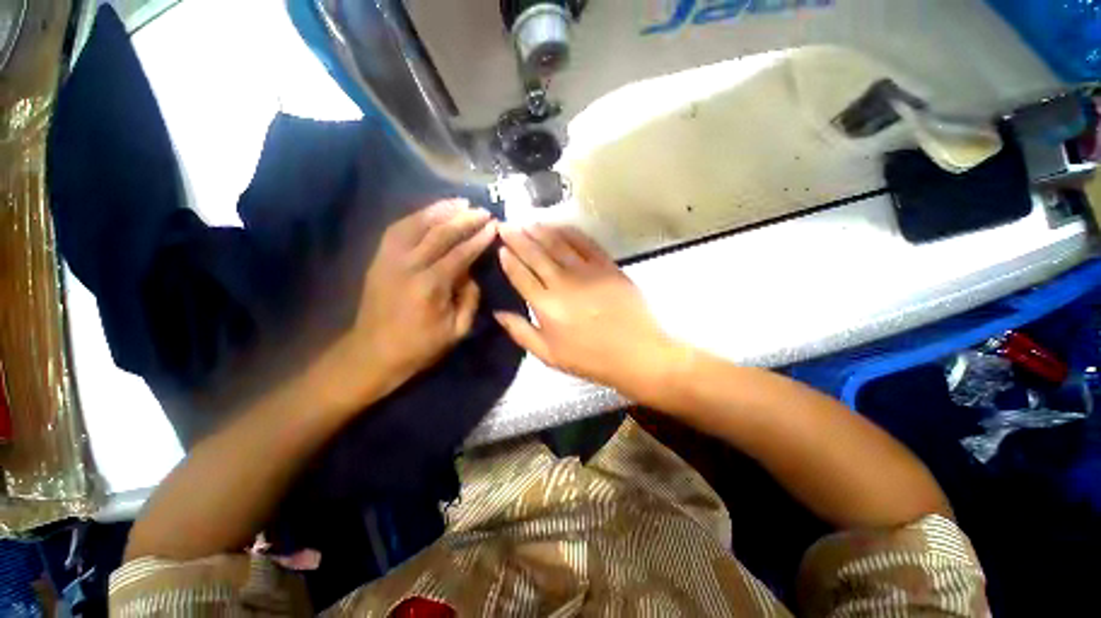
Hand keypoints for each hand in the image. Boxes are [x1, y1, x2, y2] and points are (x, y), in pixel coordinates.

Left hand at [327, 199, 496, 408]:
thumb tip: (471, 273)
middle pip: (439, 233)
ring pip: (416, 224)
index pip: (460, 253)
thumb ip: (470, 298)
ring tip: (460, 202)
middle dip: (464, 219)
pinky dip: (416, 216)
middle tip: (483, 211)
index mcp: (430, 286)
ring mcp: (389, 259)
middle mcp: (408, 266)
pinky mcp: (378, 258)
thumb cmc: (420, 346)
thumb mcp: (457, 330)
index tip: (494, 225)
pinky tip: (431, 211)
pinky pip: (397, 229)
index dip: (479, 238)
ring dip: (440, 210)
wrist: (373, 353)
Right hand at [495, 224, 684, 397]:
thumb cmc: (590, 358)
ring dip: (540, 231)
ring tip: (528, 222)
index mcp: (546, 306)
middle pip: (535, 254)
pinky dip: (569, 232)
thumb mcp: (550, 355)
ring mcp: (586, 271)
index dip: (509, 259)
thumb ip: (521, 333)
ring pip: (557, 243)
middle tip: (506, 225)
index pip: (521, 275)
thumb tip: (498, 314)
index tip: (500, 246)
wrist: (637, 352)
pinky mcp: (607, 266)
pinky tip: (559, 226)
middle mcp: (562, 283)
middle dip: (517, 237)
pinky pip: (584, 242)